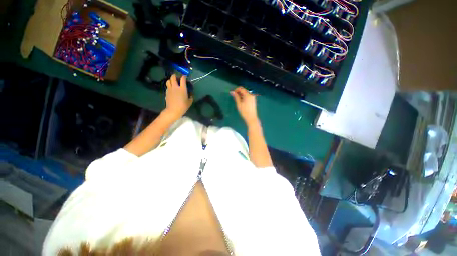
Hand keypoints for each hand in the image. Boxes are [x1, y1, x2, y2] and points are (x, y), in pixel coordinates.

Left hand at [164, 74, 192, 119]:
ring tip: (173, 82)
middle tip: (177, 77)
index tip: (185, 77)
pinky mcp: (167, 92)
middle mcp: (176, 87)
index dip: (184, 76)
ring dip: (171, 80)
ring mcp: (170, 89)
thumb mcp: (190, 102)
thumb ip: (191, 97)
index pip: (183, 79)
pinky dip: (169, 86)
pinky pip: (167, 87)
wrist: (174, 110)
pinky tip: (171, 89)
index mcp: (183, 89)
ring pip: (168, 81)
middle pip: (173, 77)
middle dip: (175, 76)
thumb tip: (191, 95)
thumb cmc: (183, 106)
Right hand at [230, 87, 258, 124]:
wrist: (251, 118)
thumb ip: (236, 97)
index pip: (241, 88)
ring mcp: (253, 97)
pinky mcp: (253, 100)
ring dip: (241, 95)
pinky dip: (244, 97)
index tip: (232, 94)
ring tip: (237, 100)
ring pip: (245, 93)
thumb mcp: (239, 104)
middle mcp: (251, 95)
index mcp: (248, 95)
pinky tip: (241, 101)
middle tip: (234, 97)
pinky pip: (248, 96)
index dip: (236, 90)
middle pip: (244, 90)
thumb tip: (232, 92)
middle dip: (238, 92)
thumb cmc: (244, 111)